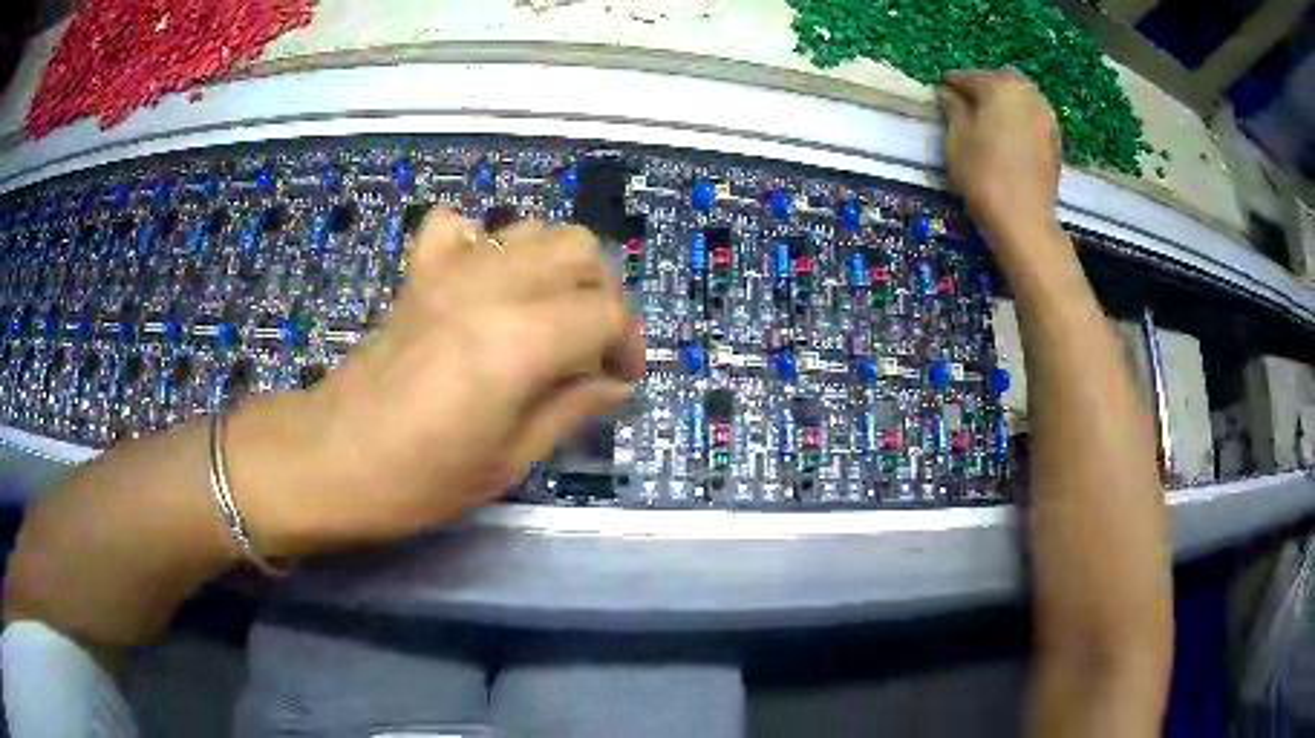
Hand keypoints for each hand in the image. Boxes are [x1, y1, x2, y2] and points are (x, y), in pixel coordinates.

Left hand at [278, 210, 645, 546]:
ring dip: (556, 265)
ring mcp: (451, 270)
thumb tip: (613, 384)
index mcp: (521, 340)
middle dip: (602, 293)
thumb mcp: (510, 460)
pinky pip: (461, 227)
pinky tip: (484, 282)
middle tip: (592, 344)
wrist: (334, 457)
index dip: (628, 344)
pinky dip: (484, 244)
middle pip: (579, 250)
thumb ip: (571, 409)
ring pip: (532, 229)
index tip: (620, 380)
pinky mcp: (420, 272)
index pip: (605, 312)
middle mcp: (492, 286)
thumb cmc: (421, 478)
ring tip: (549, 313)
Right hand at [939, 70, 1061, 240]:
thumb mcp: (957, 136)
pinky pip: (1032, 116)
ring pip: (1020, 97)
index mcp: (999, 85)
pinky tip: (1009, 135)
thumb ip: (953, 107)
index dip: (952, 85)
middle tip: (967, 104)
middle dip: (983, 87)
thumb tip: (948, 93)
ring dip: (1004, 102)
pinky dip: (1020, 118)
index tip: (941, 94)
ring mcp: (1046, 115)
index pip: (969, 76)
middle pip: (1000, 80)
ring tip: (989, 119)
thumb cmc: (983, 173)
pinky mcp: (1055, 139)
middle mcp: (1027, 92)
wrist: (1024, 219)